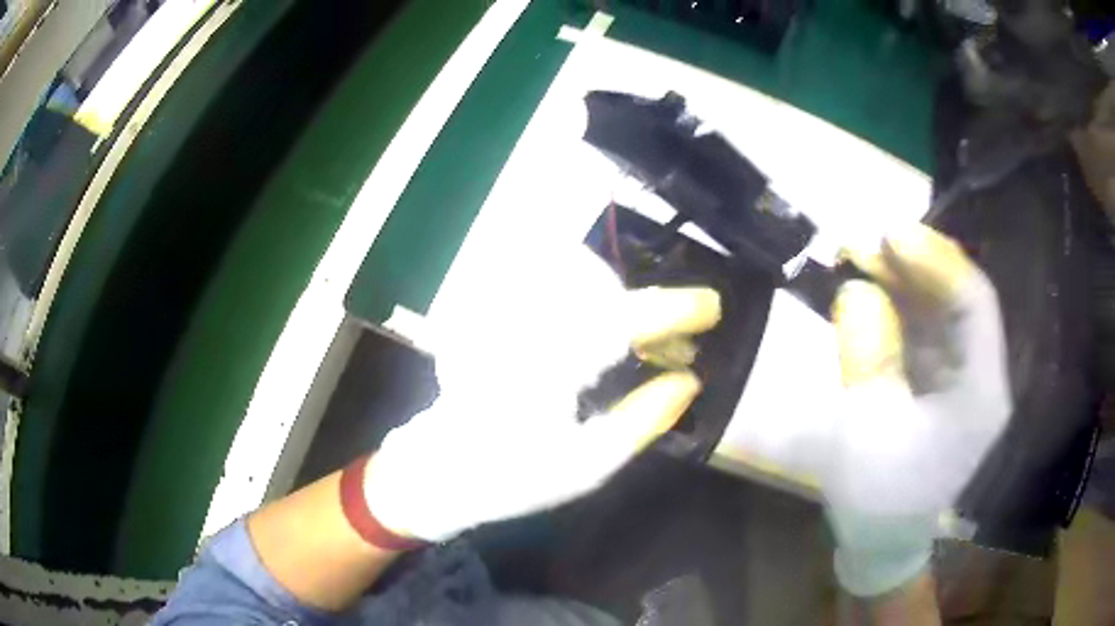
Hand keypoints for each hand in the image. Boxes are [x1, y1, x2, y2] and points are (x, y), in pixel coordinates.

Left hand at [364, 247, 720, 540]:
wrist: (443, 469)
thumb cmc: (514, 477)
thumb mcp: (587, 465)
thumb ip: (644, 419)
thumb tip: (690, 380)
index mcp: (547, 368)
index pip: (624, 319)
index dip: (675, 309)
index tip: (712, 306)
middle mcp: (521, 326)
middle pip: (601, 285)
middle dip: (648, 311)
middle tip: (671, 348)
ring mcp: (497, 311)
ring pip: (570, 268)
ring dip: (614, 296)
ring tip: (631, 339)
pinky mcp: (485, 309)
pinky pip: (540, 274)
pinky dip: (579, 290)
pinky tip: (589, 323)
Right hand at [826, 224, 1010, 596]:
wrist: (882, 540)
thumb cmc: (877, 498)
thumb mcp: (864, 429)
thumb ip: (865, 353)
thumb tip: (855, 289)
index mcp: (979, 395)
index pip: (974, 306)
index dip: (935, 261)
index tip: (888, 235)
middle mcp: (981, 375)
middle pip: (959, 298)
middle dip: (912, 263)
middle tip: (861, 241)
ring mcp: (963, 375)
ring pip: (941, 307)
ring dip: (901, 278)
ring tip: (856, 255)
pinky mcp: (943, 378)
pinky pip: (926, 326)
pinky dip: (897, 302)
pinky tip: (867, 287)